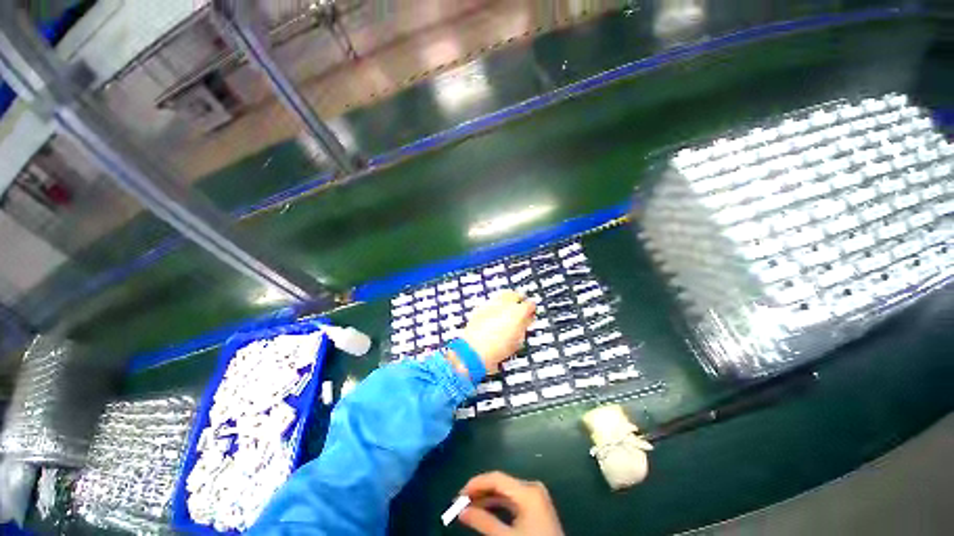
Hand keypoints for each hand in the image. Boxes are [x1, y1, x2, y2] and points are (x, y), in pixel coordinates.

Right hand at [458, 471, 563, 535]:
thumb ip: (483, 522)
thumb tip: (461, 512)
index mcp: (527, 491)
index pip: (496, 478)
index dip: (476, 484)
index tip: (458, 495)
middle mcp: (532, 487)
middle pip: (500, 483)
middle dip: (480, 492)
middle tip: (460, 502)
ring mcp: (535, 496)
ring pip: (505, 492)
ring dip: (487, 498)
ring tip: (469, 507)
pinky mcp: (536, 506)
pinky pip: (512, 500)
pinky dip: (498, 505)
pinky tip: (485, 510)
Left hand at [459, 290, 535, 373]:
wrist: (474, 350)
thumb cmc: (498, 349)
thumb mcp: (518, 340)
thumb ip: (524, 326)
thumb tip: (527, 320)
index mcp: (518, 311)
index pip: (530, 304)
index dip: (532, 308)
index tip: (531, 312)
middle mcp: (505, 304)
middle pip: (515, 294)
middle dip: (519, 299)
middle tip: (520, 307)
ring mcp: (491, 304)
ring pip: (502, 295)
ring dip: (507, 300)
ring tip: (508, 309)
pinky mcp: (480, 307)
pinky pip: (491, 302)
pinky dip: (495, 305)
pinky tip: (495, 313)